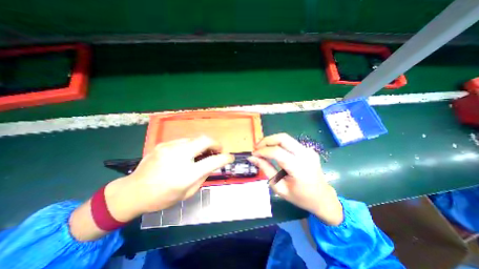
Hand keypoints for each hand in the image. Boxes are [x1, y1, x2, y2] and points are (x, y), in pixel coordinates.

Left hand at [125, 136, 233, 213]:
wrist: (133, 192)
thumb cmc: (162, 197)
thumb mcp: (188, 193)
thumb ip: (203, 176)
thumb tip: (212, 164)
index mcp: (186, 174)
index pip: (213, 161)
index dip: (225, 158)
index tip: (230, 158)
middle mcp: (179, 157)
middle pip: (205, 140)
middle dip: (216, 143)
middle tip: (218, 150)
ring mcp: (170, 147)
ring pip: (196, 138)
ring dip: (204, 144)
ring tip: (204, 152)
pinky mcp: (164, 144)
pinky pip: (185, 141)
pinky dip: (192, 145)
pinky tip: (188, 153)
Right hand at [249, 134, 341, 225]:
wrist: (322, 198)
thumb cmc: (300, 197)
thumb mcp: (279, 187)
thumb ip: (266, 169)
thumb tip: (253, 158)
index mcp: (299, 168)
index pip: (277, 152)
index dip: (262, 151)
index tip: (253, 154)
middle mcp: (305, 155)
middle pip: (282, 138)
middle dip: (266, 140)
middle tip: (256, 147)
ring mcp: (308, 150)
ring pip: (286, 138)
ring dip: (271, 141)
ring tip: (262, 148)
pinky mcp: (308, 149)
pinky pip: (290, 142)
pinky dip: (278, 144)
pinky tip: (273, 150)